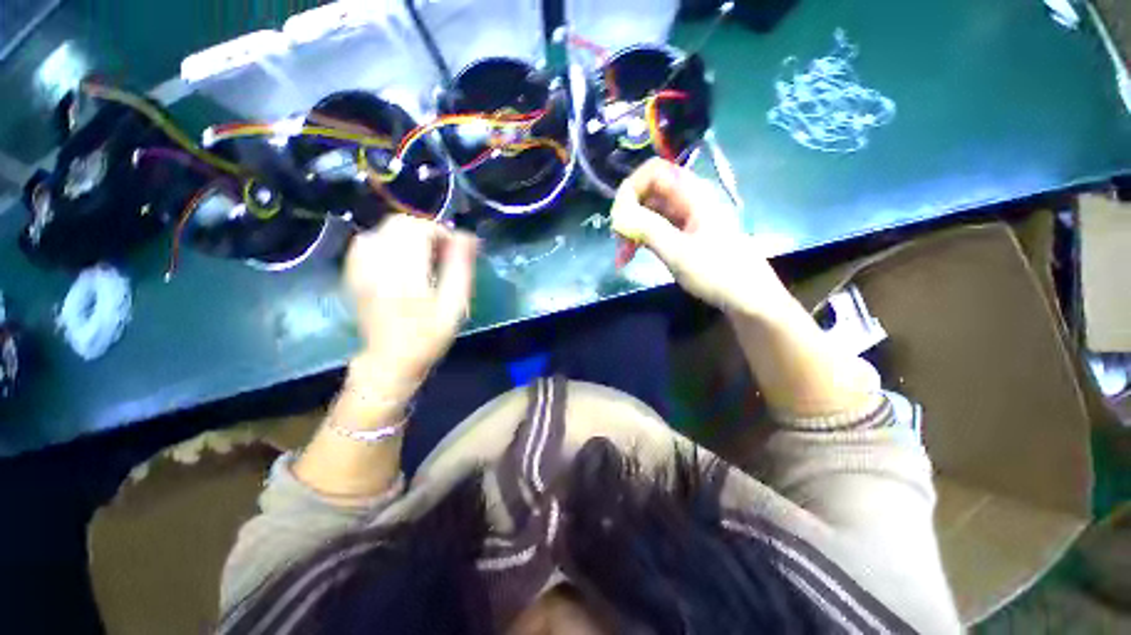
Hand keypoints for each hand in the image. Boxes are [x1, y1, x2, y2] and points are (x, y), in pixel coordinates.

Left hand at [345, 215, 477, 386]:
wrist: (389, 361)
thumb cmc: (428, 336)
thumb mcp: (454, 306)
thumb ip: (460, 269)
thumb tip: (467, 237)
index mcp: (405, 274)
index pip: (419, 229)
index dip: (441, 232)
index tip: (454, 249)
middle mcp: (377, 265)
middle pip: (398, 224)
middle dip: (425, 230)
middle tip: (441, 251)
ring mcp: (360, 269)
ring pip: (382, 230)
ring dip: (407, 235)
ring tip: (422, 255)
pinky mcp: (353, 274)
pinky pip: (366, 242)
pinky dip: (387, 242)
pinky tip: (399, 259)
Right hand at [610, 158, 790, 317]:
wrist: (747, 296)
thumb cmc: (716, 272)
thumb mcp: (678, 252)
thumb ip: (647, 228)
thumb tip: (619, 213)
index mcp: (693, 194)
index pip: (654, 171)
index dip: (631, 188)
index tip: (618, 216)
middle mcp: (689, 199)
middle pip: (649, 192)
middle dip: (628, 214)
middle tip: (617, 241)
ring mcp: (686, 217)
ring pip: (649, 213)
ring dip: (632, 231)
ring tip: (622, 257)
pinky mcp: (684, 233)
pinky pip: (656, 227)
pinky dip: (642, 239)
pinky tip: (632, 256)